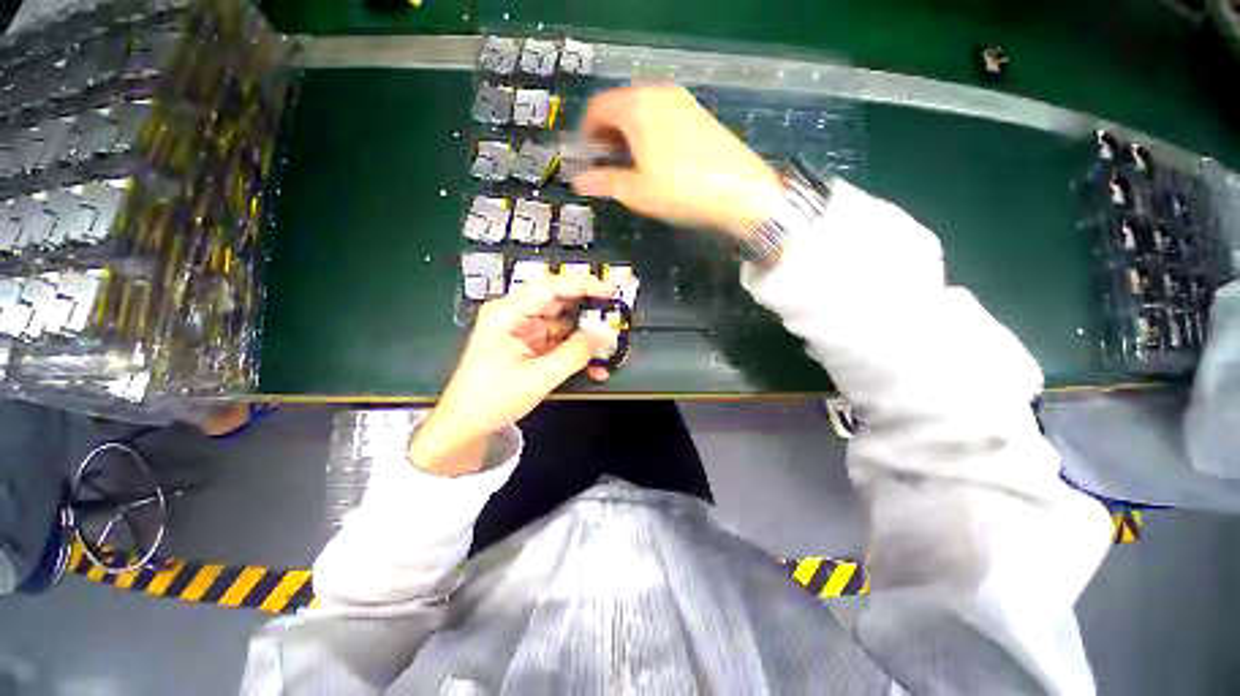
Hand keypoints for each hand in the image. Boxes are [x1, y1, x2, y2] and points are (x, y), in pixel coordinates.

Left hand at [408, 274, 616, 475]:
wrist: (465, 426)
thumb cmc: (493, 398)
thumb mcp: (539, 376)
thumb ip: (575, 353)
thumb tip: (605, 334)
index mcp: (508, 313)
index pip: (550, 287)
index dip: (583, 285)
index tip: (610, 291)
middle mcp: (514, 316)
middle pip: (558, 303)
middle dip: (588, 312)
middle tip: (615, 317)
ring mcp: (522, 331)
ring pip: (562, 324)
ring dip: (584, 337)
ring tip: (609, 347)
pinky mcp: (528, 347)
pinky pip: (557, 342)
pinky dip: (575, 352)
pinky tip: (594, 367)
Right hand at [573, 86, 782, 237]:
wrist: (740, 191)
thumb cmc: (681, 190)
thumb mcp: (637, 192)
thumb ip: (604, 182)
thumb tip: (580, 181)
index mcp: (637, 107)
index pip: (597, 108)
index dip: (586, 134)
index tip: (585, 159)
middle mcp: (658, 93)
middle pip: (619, 106)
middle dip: (606, 134)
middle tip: (605, 164)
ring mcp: (682, 101)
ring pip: (642, 111)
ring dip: (627, 135)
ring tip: (628, 165)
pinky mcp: (699, 113)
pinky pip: (662, 115)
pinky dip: (649, 132)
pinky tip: (655, 159)